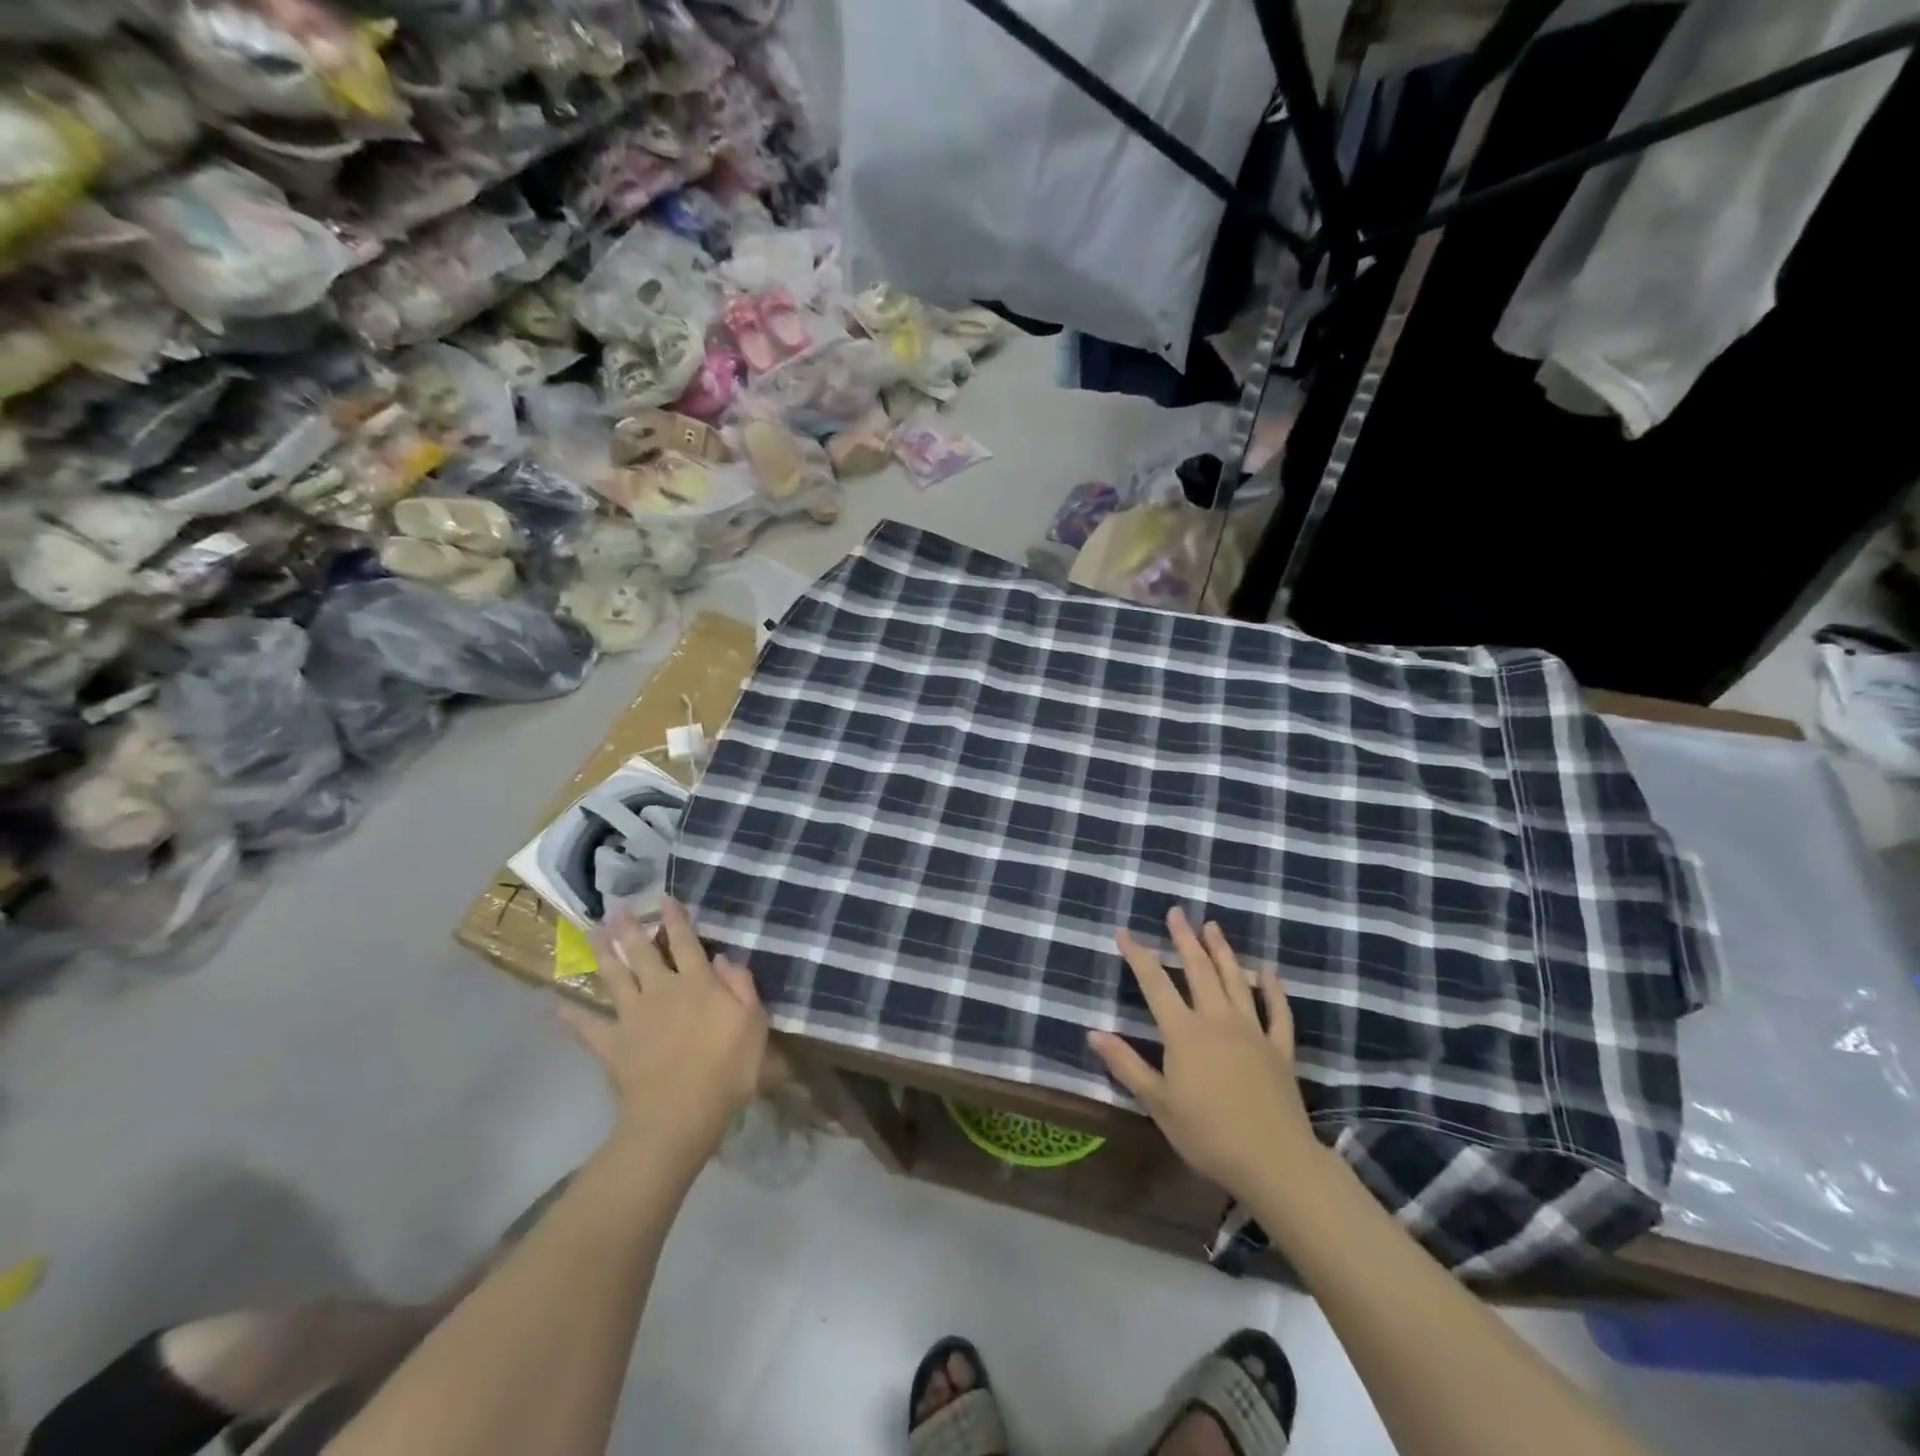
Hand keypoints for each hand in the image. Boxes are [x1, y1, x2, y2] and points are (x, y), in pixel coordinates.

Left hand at [560, 899, 766, 1172]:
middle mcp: (662, 990)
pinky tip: (553, 1003)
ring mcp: (633, 1016)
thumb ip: (741, 986)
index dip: (676, 920)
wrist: (680, 1114)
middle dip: (631, 928)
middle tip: (616, 907)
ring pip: (615, 977)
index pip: (686, 943)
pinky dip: (570, 1015)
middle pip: (643, 953)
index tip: (665, 899)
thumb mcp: (753, 1024)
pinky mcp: (612, 1044)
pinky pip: (587, 1027)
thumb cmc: (727, 1069)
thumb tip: (725, 958)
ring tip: (591, 932)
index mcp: (698, 983)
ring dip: (602, 953)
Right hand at [1088, 908, 1320, 1200]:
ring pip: (1235, 980)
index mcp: (1184, 1032)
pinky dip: (1273, 990)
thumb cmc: (1207, 1134)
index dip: (1138, 955)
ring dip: (1223, 951)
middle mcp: (1217, 1020)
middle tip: (1176, 912)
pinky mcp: (1279, 1049)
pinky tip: (1268, 972)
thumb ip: (1126, 1065)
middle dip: (1184, 939)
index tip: (1123, 932)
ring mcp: (1253, 1031)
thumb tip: (1093, 1033)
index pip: (1155, 983)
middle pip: (1198, 970)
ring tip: (1212, 926)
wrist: (1274, 1161)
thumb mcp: (1158, 1103)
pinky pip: (1278, 1011)